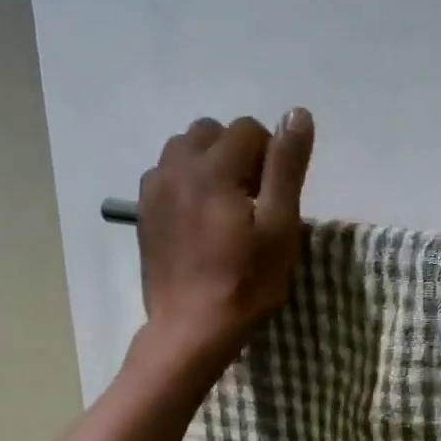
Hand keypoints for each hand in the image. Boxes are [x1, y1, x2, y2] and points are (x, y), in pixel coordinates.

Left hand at [136, 111, 314, 363]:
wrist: (191, 327)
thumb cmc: (245, 281)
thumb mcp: (281, 226)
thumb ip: (287, 166)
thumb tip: (296, 113)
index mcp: (214, 167)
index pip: (247, 129)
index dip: (270, 155)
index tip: (275, 195)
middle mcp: (177, 167)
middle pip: (212, 132)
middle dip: (237, 154)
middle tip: (252, 199)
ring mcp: (154, 189)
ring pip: (184, 150)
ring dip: (208, 164)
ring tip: (224, 206)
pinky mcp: (144, 212)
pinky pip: (165, 175)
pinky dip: (185, 182)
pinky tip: (199, 218)